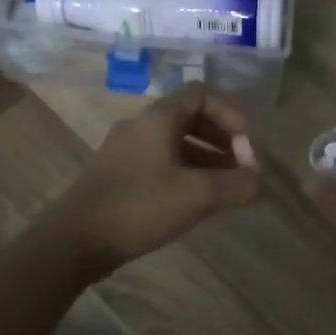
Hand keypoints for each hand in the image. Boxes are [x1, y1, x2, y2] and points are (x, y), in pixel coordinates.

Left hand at [58, 84, 261, 270]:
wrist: (74, 240)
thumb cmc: (139, 207)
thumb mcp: (196, 195)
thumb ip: (236, 185)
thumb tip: (261, 181)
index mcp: (158, 118)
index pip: (202, 94)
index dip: (231, 114)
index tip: (248, 145)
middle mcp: (140, 125)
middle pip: (190, 116)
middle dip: (222, 138)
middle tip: (242, 166)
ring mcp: (125, 150)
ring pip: (175, 141)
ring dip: (205, 157)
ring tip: (226, 186)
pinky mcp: (117, 174)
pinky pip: (160, 161)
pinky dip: (185, 171)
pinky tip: (196, 200)